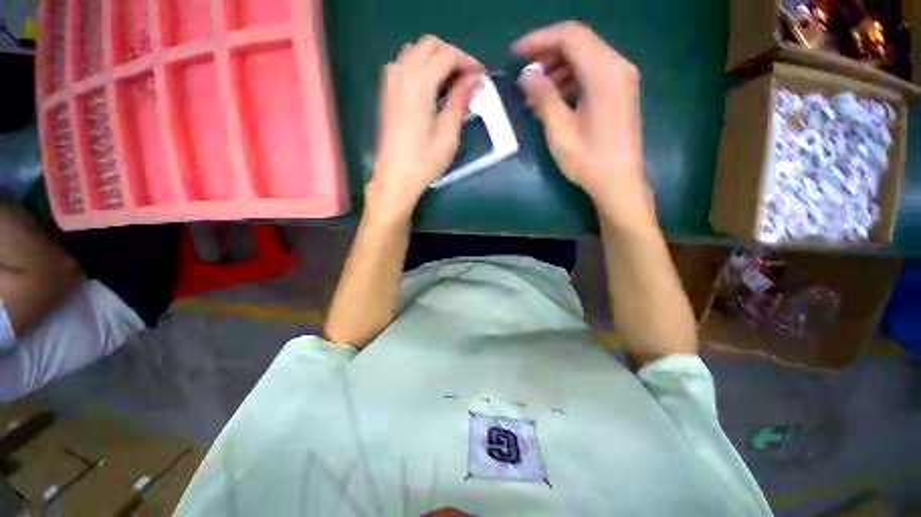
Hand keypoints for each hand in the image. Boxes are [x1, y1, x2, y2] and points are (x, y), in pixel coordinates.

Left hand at [368, 35, 483, 219]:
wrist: (395, 179)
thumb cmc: (424, 162)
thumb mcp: (448, 135)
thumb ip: (460, 102)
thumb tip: (475, 80)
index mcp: (418, 85)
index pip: (447, 55)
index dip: (468, 61)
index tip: (482, 76)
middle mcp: (402, 75)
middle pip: (429, 44)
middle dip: (453, 55)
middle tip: (468, 78)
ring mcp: (391, 83)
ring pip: (415, 51)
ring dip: (436, 58)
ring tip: (452, 82)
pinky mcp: (387, 93)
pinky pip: (404, 64)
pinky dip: (420, 65)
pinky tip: (430, 87)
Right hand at [512, 22, 654, 227]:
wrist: (618, 182)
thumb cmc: (588, 160)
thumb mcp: (560, 130)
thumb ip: (543, 97)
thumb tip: (526, 74)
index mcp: (604, 72)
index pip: (570, 36)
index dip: (540, 39)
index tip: (516, 54)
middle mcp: (618, 66)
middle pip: (580, 43)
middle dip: (548, 53)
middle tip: (524, 74)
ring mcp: (622, 79)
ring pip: (586, 57)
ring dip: (558, 68)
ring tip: (535, 91)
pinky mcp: (621, 92)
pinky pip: (592, 73)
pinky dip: (571, 79)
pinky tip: (554, 98)